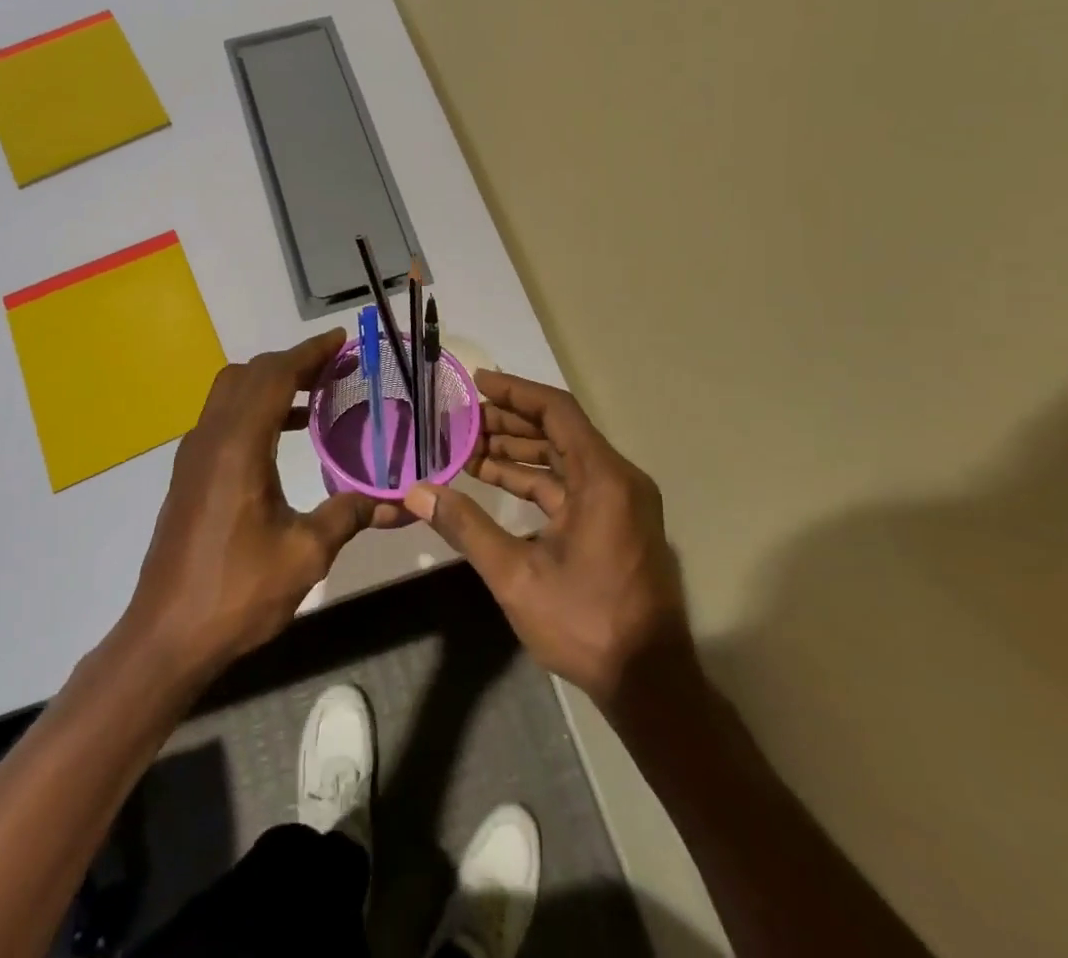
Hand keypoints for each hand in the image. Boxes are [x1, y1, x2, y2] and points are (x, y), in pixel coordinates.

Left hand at [123, 329, 401, 680]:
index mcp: (238, 446)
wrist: (167, 636)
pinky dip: (255, 408)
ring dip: (271, 383)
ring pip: (231, 392)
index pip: (275, 376)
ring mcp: (194, 455)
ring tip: (316, 396)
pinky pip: (224, 418)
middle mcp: (211, 438)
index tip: (341, 340)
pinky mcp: (189, 474)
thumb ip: (349, 514)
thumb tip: (395, 501)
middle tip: (335, 368)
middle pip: (250, 374)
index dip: (310, 352)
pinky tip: (284, 436)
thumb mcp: (305, 554)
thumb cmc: (237, 592)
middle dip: (292, 362)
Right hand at [402, 370, 693, 708]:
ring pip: (563, 458)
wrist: (649, 683)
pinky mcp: (615, 522)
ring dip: (518, 451)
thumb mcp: (517, 575)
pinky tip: (493, 479)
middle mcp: (617, 478)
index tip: (477, 383)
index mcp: (603, 478)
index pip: (556, 411)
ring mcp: (619, 501)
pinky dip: (534, 479)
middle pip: (559, 431)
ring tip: (468, 446)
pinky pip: (570, 485)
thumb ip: (467, 527)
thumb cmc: (586, 623)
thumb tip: (418, 492)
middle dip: (509, 422)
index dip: (515, 392)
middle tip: (462, 418)